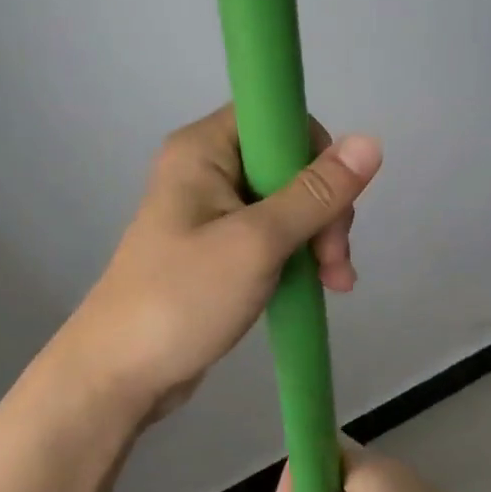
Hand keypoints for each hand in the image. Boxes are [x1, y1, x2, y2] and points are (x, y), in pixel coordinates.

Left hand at [62, 105, 381, 419]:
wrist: (121, 374)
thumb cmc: (183, 299)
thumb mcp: (257, 243)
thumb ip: (314, 194)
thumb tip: (369, 142)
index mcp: (202, 149)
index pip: (275, 117)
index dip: (314, 152)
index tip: (333, 202)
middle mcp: (205, 169)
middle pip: (287, 163)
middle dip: (323, 209)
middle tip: (333, 260)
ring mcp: (211, 211)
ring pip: (286, 203)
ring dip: (318, 238)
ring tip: (333, 284)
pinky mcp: (217, 248)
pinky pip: (272, 235)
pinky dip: (299, 256)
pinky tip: (322, 286)